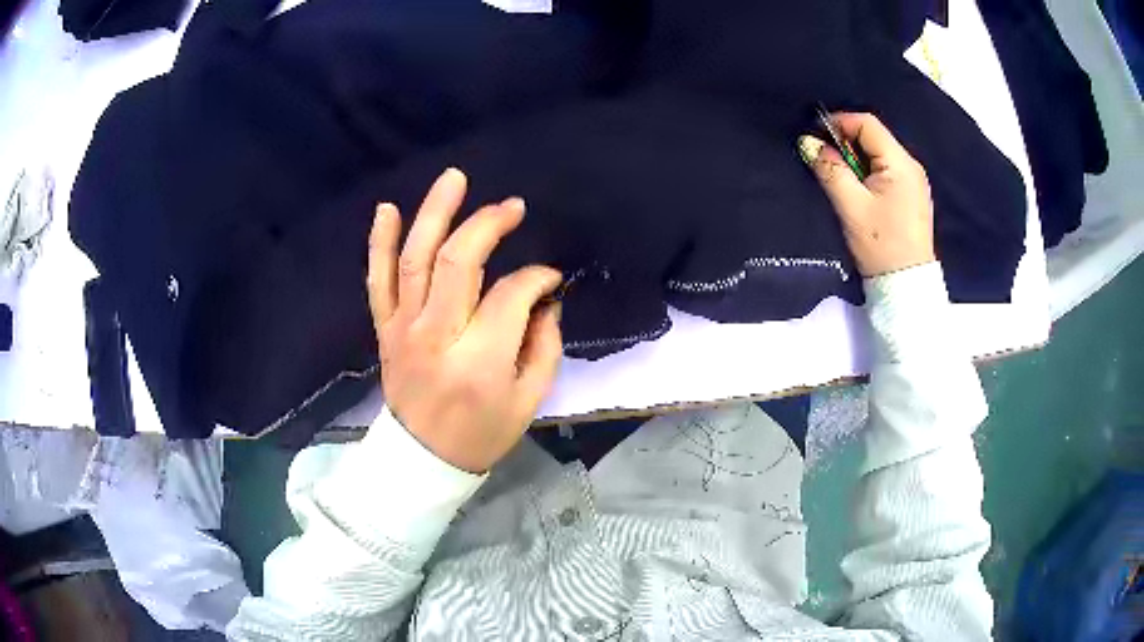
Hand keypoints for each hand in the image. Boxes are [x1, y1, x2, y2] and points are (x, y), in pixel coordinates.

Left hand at [367, 168, 562, 472]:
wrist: (423, 457)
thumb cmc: (482, 432)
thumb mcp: (529, 400)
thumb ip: (544, 345)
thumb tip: (544, 299)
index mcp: (480, 361)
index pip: (511, 296)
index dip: (537, 278)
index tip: (550, 277)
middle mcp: (437, 337)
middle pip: (459, 263)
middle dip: (488, 225)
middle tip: (513, 207)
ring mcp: (404, 329)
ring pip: (415, 260)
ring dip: (434, 214)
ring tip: (454, 179)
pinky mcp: (384, 329)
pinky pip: (377, 281)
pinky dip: (380, 243)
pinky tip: (387, 209)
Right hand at [798, 112, 935, 277]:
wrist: (906, 286)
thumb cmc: (880, 245)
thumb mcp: (851, 206)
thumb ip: (830, 169)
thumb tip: (808, 142)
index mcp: (900, 163)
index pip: (867, 124)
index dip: (839, 123)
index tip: (816, 137)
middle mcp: (911, 166)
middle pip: (874, 137)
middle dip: (846, 143)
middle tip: (826, 161)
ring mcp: (914, 181)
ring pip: (879, 154)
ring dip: (856, 159)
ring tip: (841, 178)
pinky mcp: (912, 196)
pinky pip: (887, 171)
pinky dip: (868, 172)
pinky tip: (860, 191)